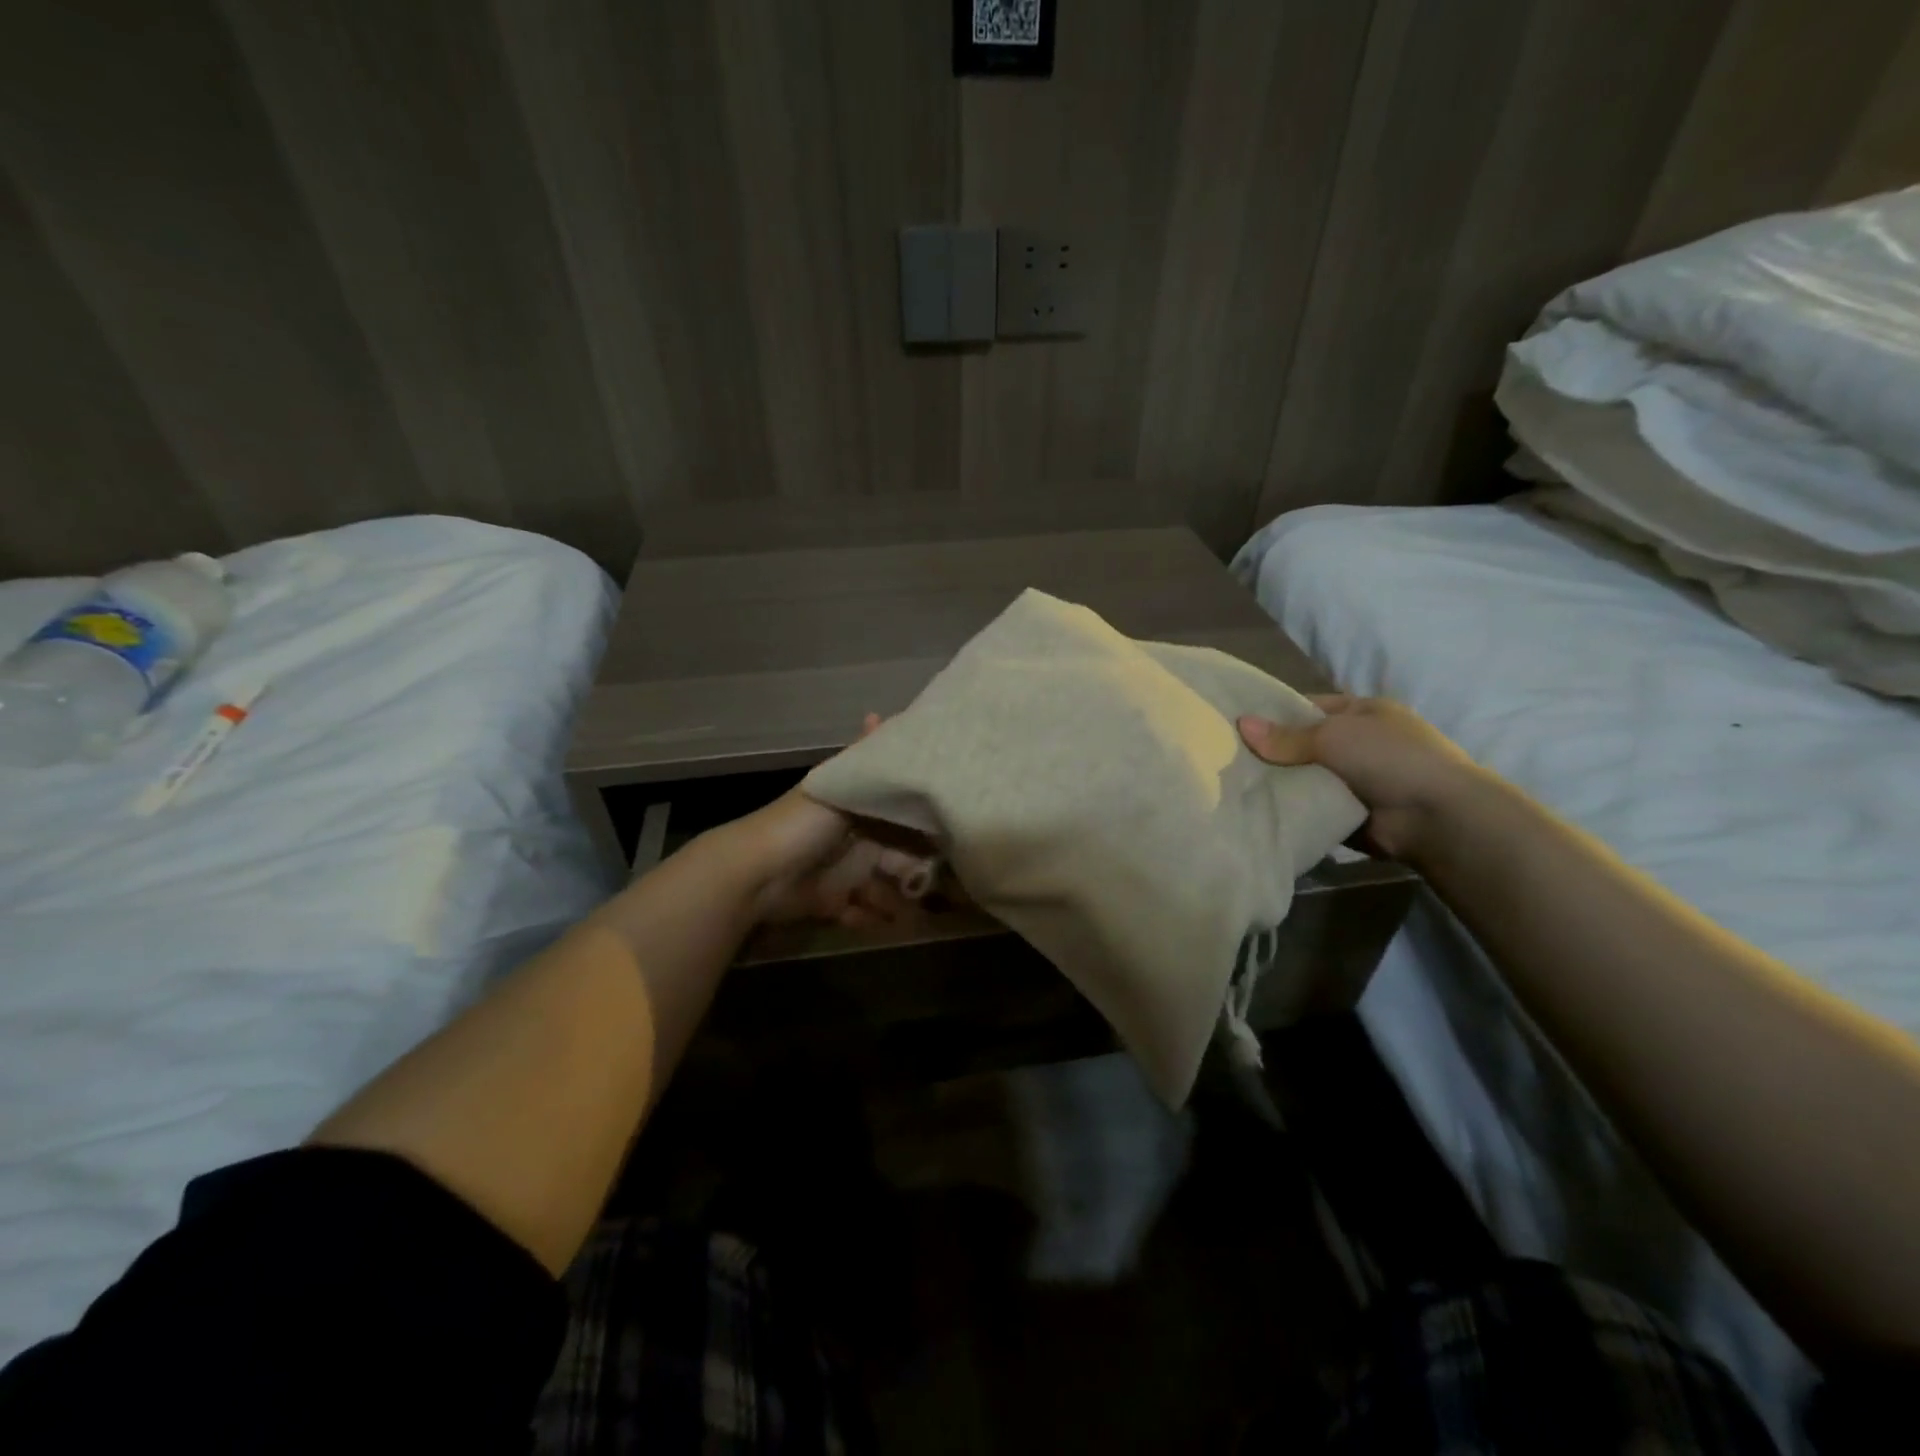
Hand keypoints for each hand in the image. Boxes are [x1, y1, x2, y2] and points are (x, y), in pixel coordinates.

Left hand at [719, 715, 941, 928]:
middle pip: (896, 853)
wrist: (756, 874)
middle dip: (917, 869)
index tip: (952, 835)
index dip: (924, 824)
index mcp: (855, 805)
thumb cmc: (803, 826)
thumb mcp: (839, 785)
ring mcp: (841, 869)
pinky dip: (872, 918)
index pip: (899, 812)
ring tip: (918, 912)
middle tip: (943, 885)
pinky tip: (886, 923)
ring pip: (882, 885)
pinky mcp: (831, 901)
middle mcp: (852, 835)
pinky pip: (860, 911)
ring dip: (898, 899)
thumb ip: (861, 756)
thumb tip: (876, 713)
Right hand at [1237, 695, 1486, 862]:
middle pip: (1303, 744)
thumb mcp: (1333, 736)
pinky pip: (1311, 806)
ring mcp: (1356, 780)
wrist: (1436, 816)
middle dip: (1271, 752)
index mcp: (1362, 712)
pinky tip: (1256, 809)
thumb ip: (1285, 736)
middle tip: (1226, 757)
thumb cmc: (1388, 758)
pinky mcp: (1349, 813)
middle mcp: (1359, 743)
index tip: (1235, 723)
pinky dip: (1292, 808)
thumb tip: (1241, 724)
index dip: (1274, 714)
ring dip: (1279, 783)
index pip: (1308, 707)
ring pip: (1305, 777)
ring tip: (1233, 784)